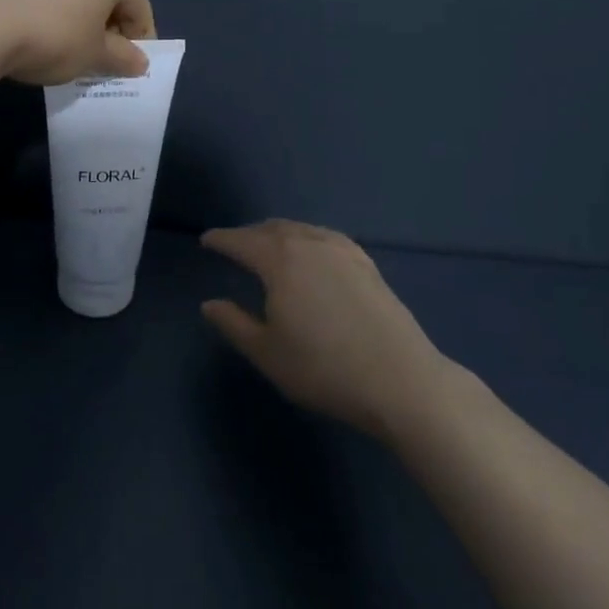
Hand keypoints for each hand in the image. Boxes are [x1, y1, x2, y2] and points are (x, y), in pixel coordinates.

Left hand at [0, 0, 155, 84]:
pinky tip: (31, 34)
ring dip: (75, 17)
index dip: (140, 38)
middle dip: (106, 25)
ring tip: (63, 49)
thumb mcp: (94, 56)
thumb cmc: (53, 37)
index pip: (138, 4)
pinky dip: (45, 10)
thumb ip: (122, 58)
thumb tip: (140, 62)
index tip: (130, 66)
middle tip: (99, 59)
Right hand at [200, 220, 447, 439]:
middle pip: (272, 229)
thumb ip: (234, 324)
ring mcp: (342, 250)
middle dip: (249, 234)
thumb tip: (210, 304)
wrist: (401, 379)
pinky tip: (312, 253)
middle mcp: (309, 243)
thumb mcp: (267, 353)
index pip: (241, 241)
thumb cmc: (324, 368)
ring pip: (301, 230)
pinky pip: (325, 237)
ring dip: (279, 233)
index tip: (206, 240)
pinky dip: (307, 238)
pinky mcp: (366, 263)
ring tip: (269, 246)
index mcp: (279, 260)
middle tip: (235, 244)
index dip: (221, 240)